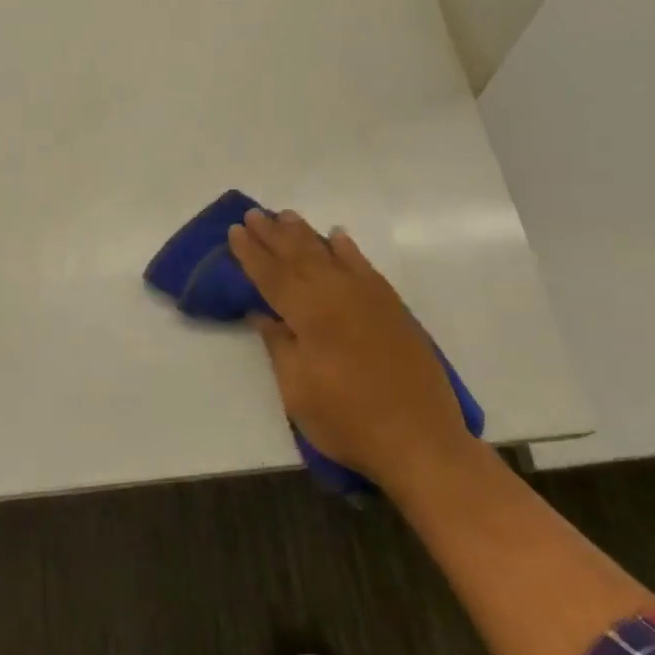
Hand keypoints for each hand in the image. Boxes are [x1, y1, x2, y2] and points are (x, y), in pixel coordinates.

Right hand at [227, 209, 477, 486]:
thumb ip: (280, 345)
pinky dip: (348, 250)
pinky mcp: (392, 308)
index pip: (272, 276)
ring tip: (286, 215)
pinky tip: (337, 238)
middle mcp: (339, 295)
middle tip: (253, 214)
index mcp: (310, 315)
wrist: (419, 439)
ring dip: (305, 234)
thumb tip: (263, 313)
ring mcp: (370, 299)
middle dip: (273, 235)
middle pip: (300, 257)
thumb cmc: (347, 421)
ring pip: (331, 255)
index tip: (234, 231)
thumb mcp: (298, 391)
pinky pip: (365, 267)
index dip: (250, 253)